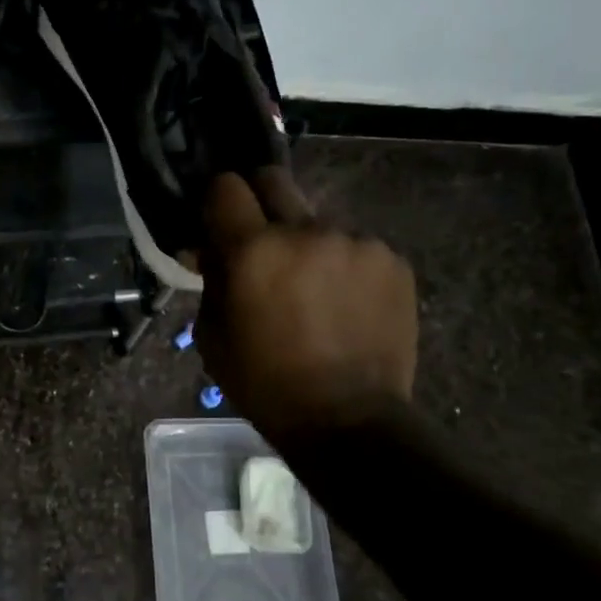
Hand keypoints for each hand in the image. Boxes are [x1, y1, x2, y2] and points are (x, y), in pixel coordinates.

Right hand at [197, 168, 417, 440]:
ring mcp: (355, 242)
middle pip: (274, 179)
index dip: (218, 201)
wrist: (348, 421)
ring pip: (316, 219)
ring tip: (313, 288)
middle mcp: (305, 231)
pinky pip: (354, 245)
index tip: (219, 223)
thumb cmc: (264, 383)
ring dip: (306, 242)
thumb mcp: (212, 335)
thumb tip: (209, 249)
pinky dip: (343, 264)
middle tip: (261, 240)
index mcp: (253, 250)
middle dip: (259, 201)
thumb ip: (210, 279)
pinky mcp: (392, 260)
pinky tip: (345, 303)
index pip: (226, 186)